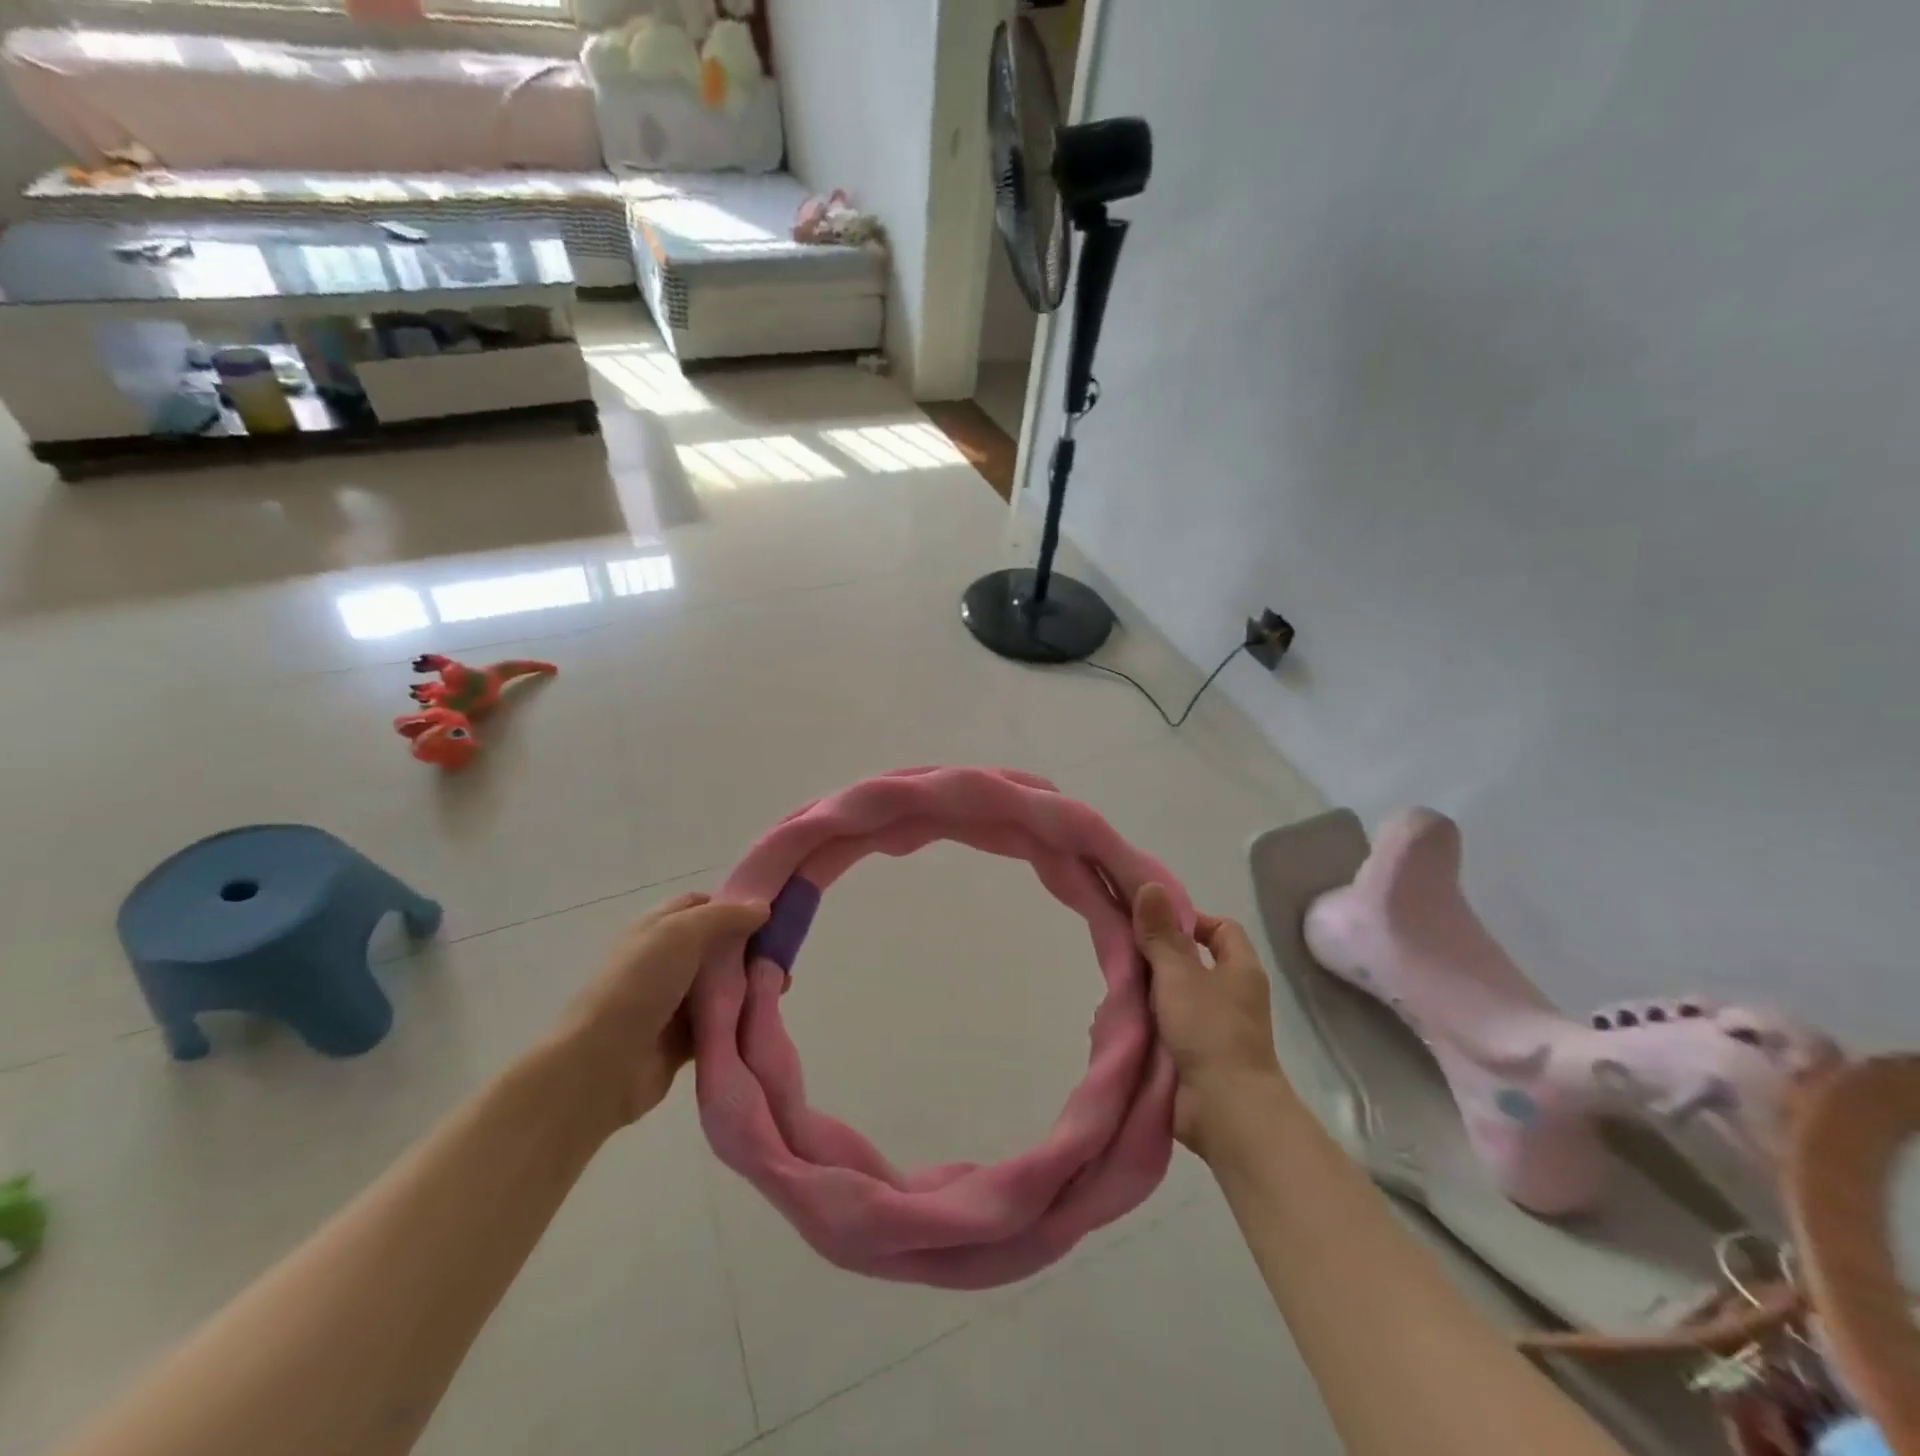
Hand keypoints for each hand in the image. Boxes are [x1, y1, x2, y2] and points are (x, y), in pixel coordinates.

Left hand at [551, 891, 768, 1127]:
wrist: (601, 1066)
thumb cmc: (638, 986)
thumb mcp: (680, 933)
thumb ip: (725, 916)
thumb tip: (762, 907)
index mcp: (657, 928)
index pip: (701, 905)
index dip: (734, 904)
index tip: (770, 912)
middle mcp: (665, 960)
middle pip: (718, 946)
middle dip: (750, 947)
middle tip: (783, 953)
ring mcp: (673, 1001)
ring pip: (723, 985)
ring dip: (750, 985)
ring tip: (781, 987)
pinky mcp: (682, 1039)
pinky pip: (720, 1022)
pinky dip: (741, 1019)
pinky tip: (765, 1016)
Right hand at [1134, 884, 1286, 1153]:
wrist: (1227, 1112)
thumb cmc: (1210, 1031)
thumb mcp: (1179, 974)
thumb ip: (1160, 933)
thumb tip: (1149, 886)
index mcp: (1239, 969)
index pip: (1220, 928)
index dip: (1189, 920)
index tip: (1153, 924)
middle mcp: (1231, 995)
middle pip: (1190, 962)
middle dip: (1155, 960)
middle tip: (1124, 957)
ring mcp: (1214, 1029)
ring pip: (1173, 997)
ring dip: (1145, 996)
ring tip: (1113, 993)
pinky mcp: (1196, 1057)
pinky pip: (1166, 1030)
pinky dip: (1144, 1026)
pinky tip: (1116, 1024)